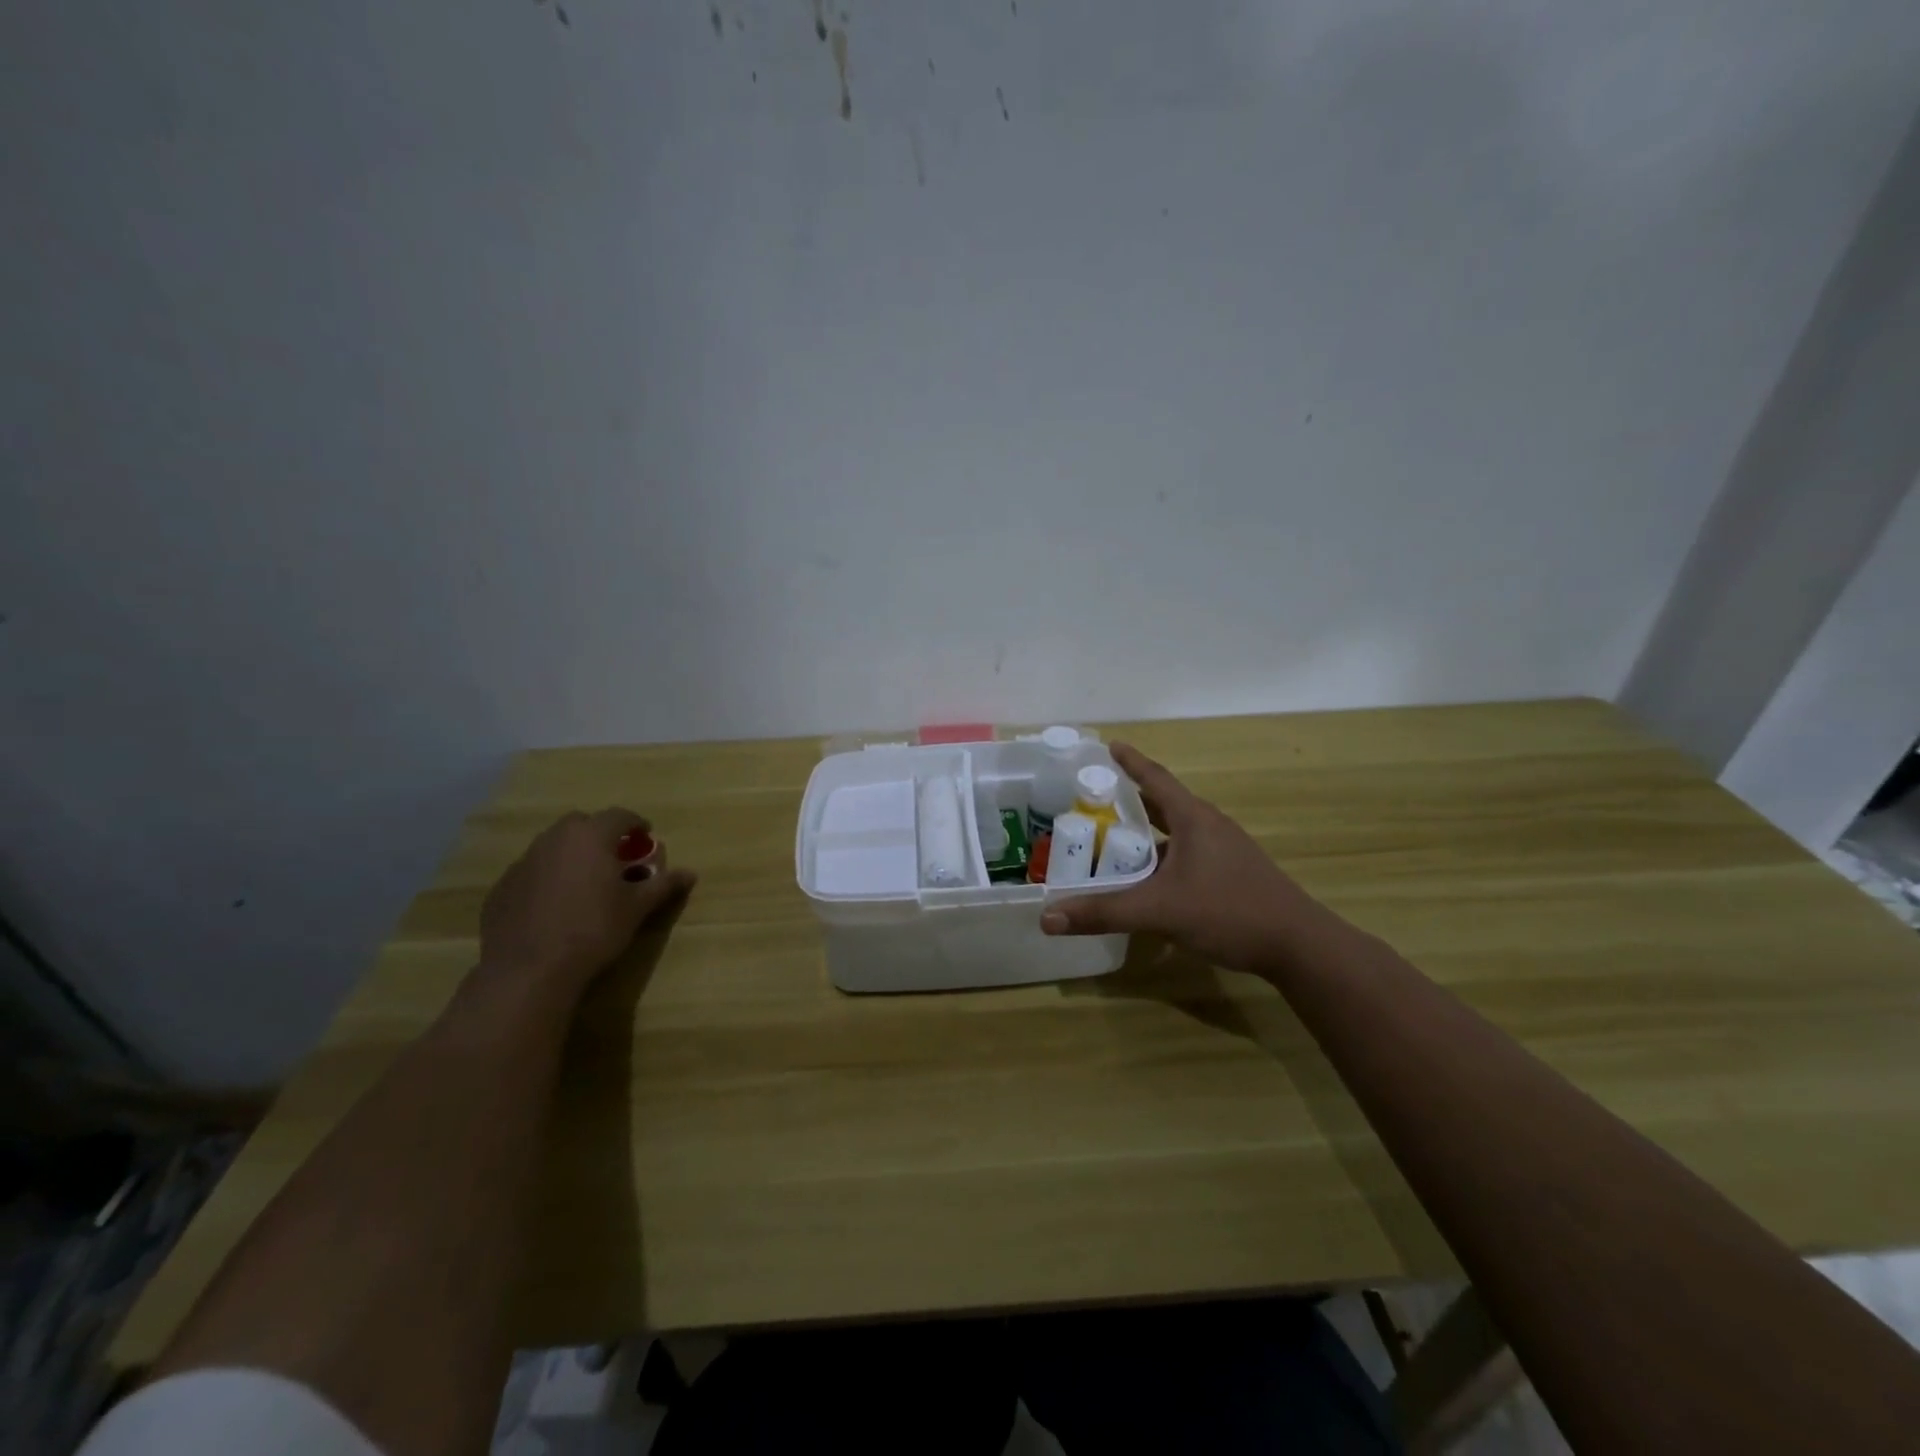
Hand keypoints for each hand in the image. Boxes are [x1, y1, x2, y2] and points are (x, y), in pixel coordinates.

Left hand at [479, 809, 696, 997]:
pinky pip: (532, 872)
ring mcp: (523, 862)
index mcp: (591, 836)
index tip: (646, 838)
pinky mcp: (502, 888)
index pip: (620, 816)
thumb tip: (690, 873)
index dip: (637, 824)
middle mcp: (554, 839)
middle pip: (582, 824)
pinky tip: (555, 907)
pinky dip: (547, 878)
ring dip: (572, 855)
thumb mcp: (637, 908)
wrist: (529, 970)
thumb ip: (663, 885)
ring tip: (585, 882)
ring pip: (553, 846)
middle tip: (615, 858)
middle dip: (600, 835)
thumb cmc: (593, 930)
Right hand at [1040, 743, 1336, 979]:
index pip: (1155, 778)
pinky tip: (1148, 881)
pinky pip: (1188, 854)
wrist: (1298, 945)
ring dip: (1146, 835)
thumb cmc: (1229, 912)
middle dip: (1129, 801)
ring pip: (1176, 833)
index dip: (1130, 761)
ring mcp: (1225, 850)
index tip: (1109, 745)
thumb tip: (1047, 918)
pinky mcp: (1232, 874)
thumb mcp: (1159, 911)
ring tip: (1112, 843)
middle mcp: (1209, 826)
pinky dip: (1162, 859)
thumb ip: (1104, 913)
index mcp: (1194, 818)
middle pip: (1163, 804)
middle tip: (1094, 802)